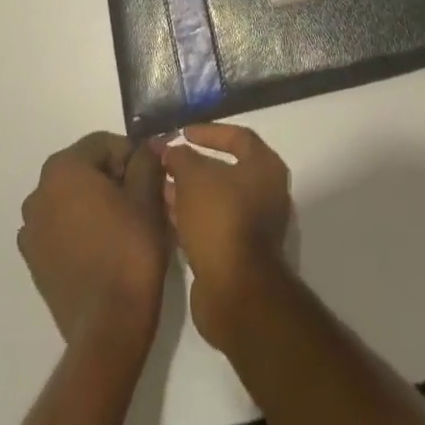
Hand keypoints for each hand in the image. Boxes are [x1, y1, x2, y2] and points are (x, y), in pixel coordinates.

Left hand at [17, 132, 169, 351]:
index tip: (153, 174)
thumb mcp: (148, 195)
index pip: (103, 144)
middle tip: (143, 198)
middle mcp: (38, 193)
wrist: (108, 327)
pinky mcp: (34, 261)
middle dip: (114, 177)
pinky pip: (62, 227)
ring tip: (126, 224)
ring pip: (72, 199)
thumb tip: (146, 148)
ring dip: (98, 202)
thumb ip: (145, 161)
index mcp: (62, 169)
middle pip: (85, 169)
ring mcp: (31, 230)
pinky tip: (106, 246)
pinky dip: (82, 227)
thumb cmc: (130, 250)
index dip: (132, 155)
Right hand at [160, 123, 292, 348]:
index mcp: (265, 167)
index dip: (208, 132)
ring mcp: (254, 225)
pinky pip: (213, 224)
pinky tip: (166, 215)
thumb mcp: (194, 177)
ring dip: (188, 193)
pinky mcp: (239, 252)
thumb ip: (180, 156)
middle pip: (225, 170)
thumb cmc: (220, 220)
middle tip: (166, 163)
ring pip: (216, 199)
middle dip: (192, 166)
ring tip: (159, 188)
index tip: (181, 134)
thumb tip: (170, 147)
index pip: (237, 136)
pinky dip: (192, 217)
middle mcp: (265, 192)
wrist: (236, 292)